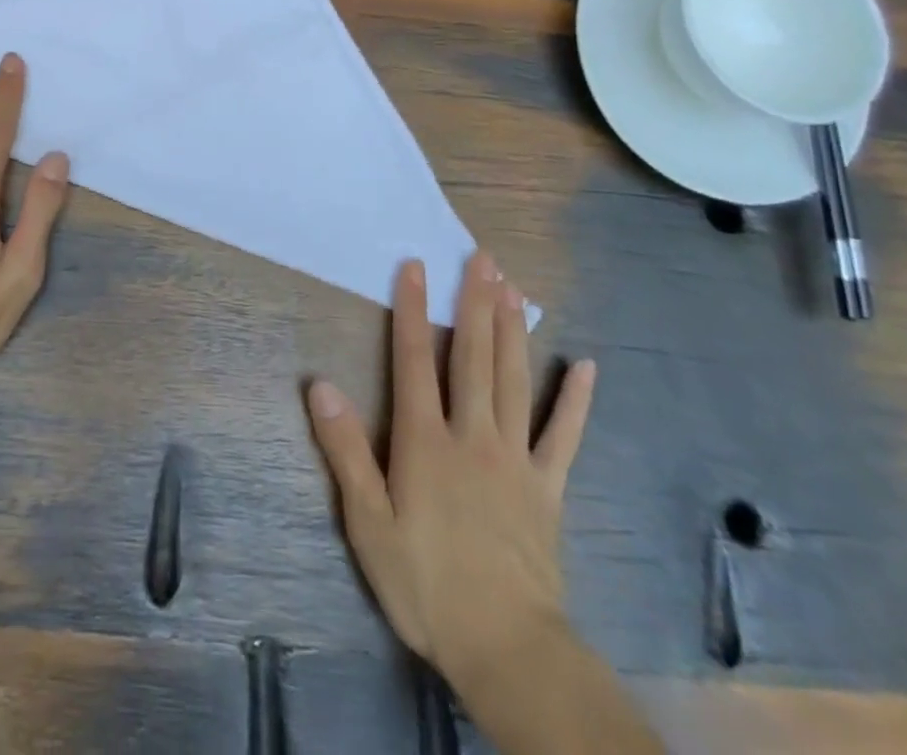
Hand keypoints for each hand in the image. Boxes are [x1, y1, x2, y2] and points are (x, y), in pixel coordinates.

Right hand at [306, 254, 595, 689]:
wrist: (506, 648)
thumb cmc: (425, 583)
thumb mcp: (368, 522)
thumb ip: (346, 450)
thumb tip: (321, 385)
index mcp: (425, 440)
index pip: (413, 359)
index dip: (411, 309)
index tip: (415, 264)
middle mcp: (471, 435)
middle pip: (472, 357)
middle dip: (474, 303)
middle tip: (482, 258)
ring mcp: (515, 458)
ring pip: (512, 380)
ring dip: (512, 330)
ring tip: (513, 287)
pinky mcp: (547, 488)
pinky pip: (563, 435)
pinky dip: (574, 399)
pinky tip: (584, 366)